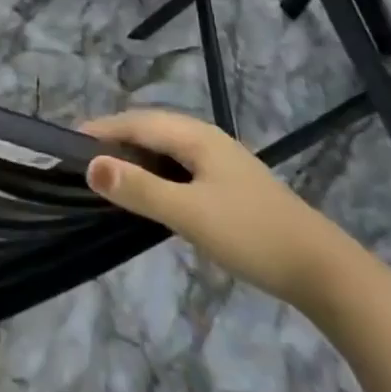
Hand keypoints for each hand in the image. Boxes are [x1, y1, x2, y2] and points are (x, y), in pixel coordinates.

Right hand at [81, 109, 349, 305]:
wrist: (322, 269)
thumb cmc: (251, 234)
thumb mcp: (189, 214)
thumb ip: (139, 190)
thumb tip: (90, 166)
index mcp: (195, 136)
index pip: (136, 121)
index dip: (102, 129)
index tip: (68, 143)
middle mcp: (205, 138)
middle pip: (150, 128)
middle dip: (115, 138)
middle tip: (82, 160)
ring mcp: (220, 159)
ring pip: (165, 146)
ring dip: (135, 155)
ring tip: (107, 174)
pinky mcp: (228, 182)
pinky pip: (179, 164)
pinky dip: (155, 170)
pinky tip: (150, 191)